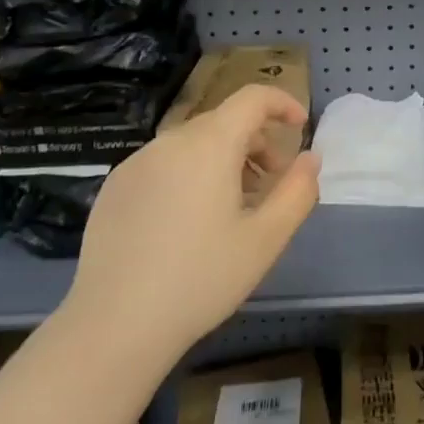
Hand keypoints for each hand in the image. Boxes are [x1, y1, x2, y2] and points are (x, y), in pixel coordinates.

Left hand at [62, 84, 320, 366]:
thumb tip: (310, 158)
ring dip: (223, 159)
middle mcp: (169, 142)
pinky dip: (189, 174)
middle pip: (223, 121)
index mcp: (208, 145)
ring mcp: (135, 163)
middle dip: (256, 141)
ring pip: (192, 143)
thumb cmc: (201, 279)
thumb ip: (297, 190)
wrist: (115, 325)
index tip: (300, 127)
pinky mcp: (114, 188)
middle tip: (271, 183)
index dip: (281, 103)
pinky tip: (188, 224)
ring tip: (233, 207)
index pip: (251, 98)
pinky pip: (163, 164)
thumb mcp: (266, 239)